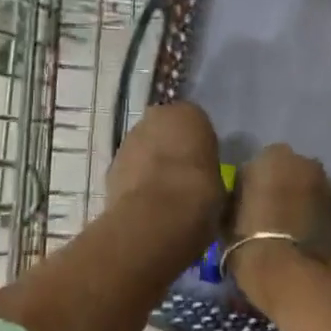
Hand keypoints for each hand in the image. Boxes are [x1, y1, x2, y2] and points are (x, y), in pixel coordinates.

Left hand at [106, 102, 225, 261]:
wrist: (156, 217)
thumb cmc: (200, 193)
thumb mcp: (219, 181)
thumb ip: (206, 170)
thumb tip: (200, 180)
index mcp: (190, 114)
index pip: (195, 123)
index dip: (198, 145)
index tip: (202, 165)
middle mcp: (157, 116)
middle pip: (165, 130)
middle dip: (170, 148)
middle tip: (181, 176)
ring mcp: (130, 138)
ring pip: (144, 147)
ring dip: (150, 163)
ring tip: (162, 193)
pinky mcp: (112, 163)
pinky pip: (130, 167)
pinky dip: (135, 179)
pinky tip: (145, 201)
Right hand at [229, 143, 330, 287]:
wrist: (289, 276)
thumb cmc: (248, 241)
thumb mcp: (227, 213)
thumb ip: (240, 195)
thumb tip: (247, 197)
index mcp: (274, 157)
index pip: (261, 164)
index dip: (255, 184)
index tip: (249, 204)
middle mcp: (307, 165)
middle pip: (293, 173)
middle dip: (284, 189)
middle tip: (271, 216)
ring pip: (313, 193)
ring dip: (303, 206)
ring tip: (290, 234)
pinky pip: (326, 216)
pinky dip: (318, 225)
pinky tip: (306, 246)